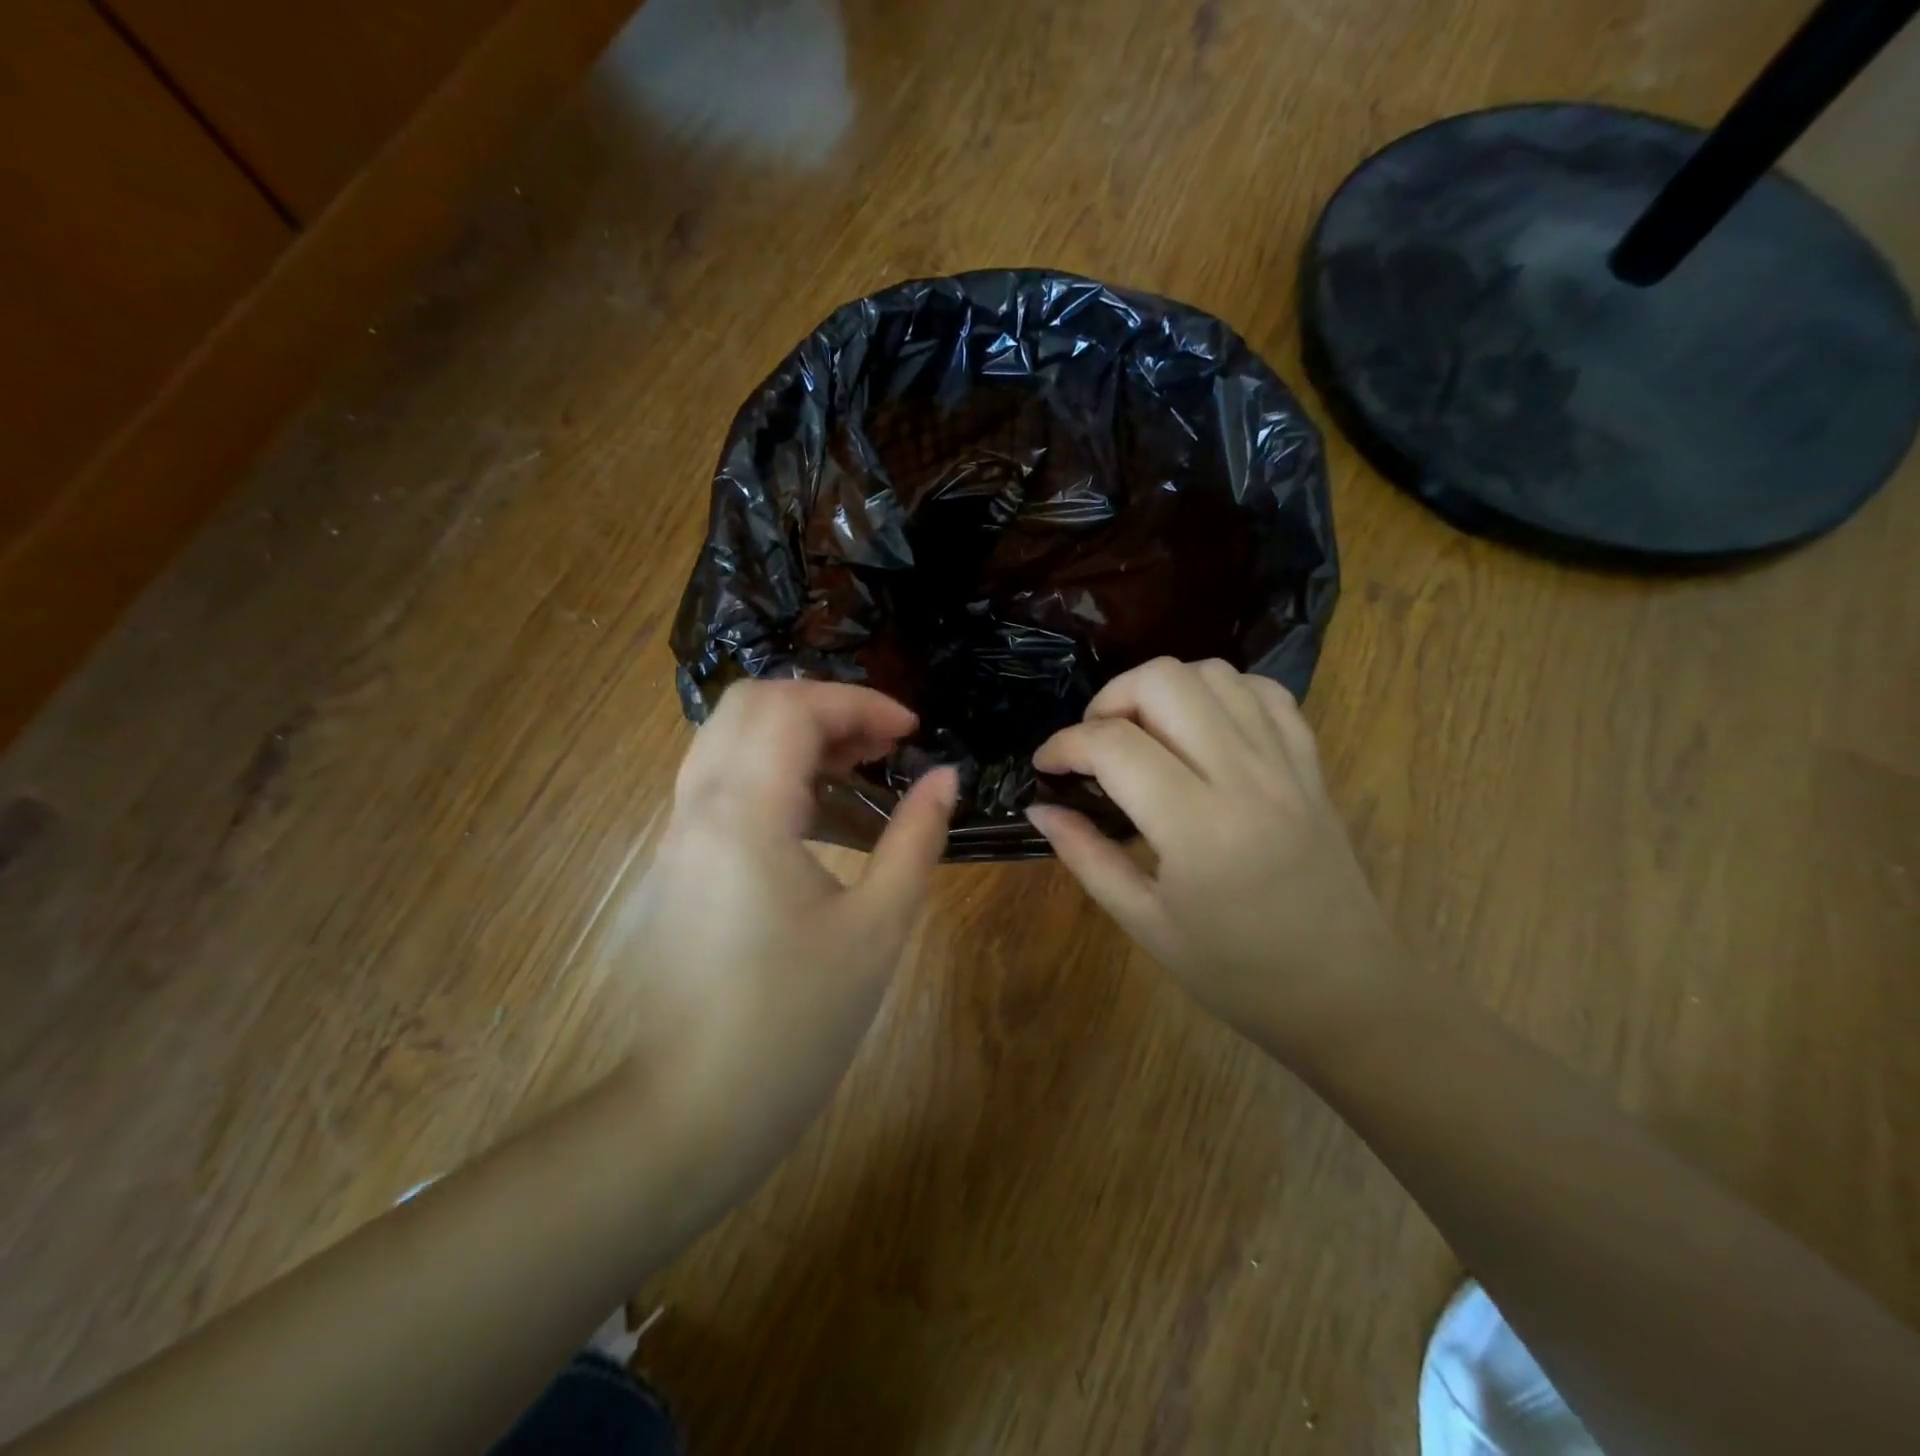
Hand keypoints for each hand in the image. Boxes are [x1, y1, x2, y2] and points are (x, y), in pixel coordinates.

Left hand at [611, 679, 955, 1206]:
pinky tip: (815, 804)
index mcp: (744, 814)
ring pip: (728, 735)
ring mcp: (676, 833)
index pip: (793, 709)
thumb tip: (944, 778)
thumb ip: (915, 839)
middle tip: (882, 742)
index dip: (859, 703)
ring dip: (794, 730)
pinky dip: (769, 763)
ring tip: (858, 763)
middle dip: (824, 704)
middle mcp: (697, 806)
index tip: (911, 733)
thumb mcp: (876, 928)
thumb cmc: (795, 1022)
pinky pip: (718, 776)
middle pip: (750, 703)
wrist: (694, 1109)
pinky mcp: (675, 861)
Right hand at [1027, 658, 1405, 1057]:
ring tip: (1144, 735)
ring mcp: (1285, 764)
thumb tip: (1039, 809)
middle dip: (1111, 698)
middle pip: (1164, 681)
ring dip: (1163, 690)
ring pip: (1214, 674)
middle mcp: (1244, 777)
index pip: (1114, 745)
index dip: (1064, 744)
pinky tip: (1201, 729)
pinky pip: (1264, 693)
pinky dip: (1221, 693)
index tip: (1046, 765)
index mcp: (1197, 827)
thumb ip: (1086, 856)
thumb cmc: (1236, 973)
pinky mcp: (1310, 764)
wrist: (1345, 994)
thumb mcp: (1145, 923)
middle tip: (1095, 743)